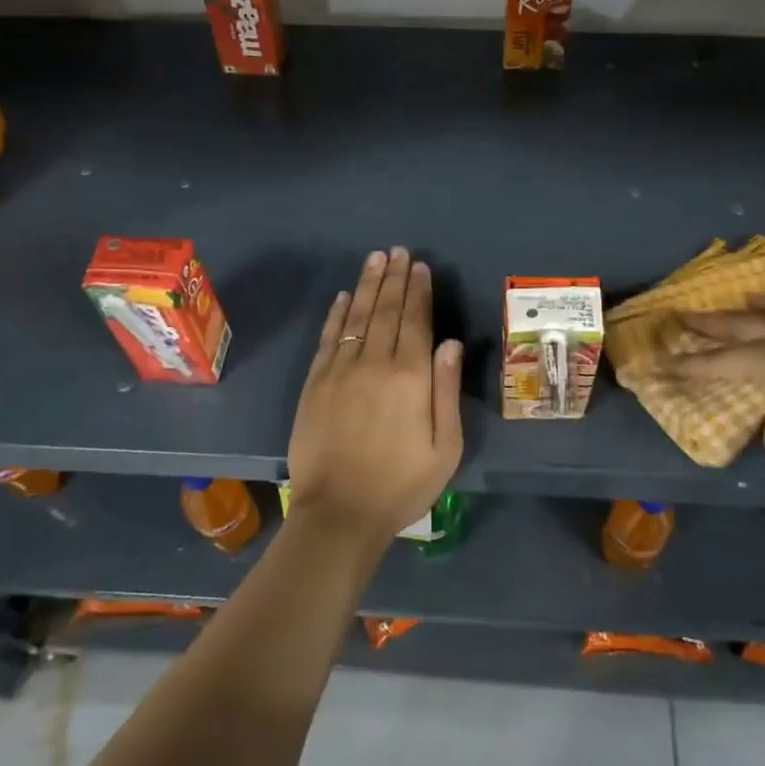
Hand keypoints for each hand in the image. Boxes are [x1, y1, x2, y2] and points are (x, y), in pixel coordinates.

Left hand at [287, 248, 464, 551]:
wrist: (339, 514)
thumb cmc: (401, 485)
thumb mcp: (445, 448)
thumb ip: (447, 391)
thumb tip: (449, 343)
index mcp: (411, 377)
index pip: (416, 322)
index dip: (419, 292)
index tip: (420, 266)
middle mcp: (375, 364)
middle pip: (386, 311)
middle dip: (394, 278)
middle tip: (398, 251)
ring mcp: (340, 371)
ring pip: (357, 317)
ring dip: (368, 285)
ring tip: (375, 259)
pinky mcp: (315, 383)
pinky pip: (328, 338)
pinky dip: (337, 314)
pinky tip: (344, 296)